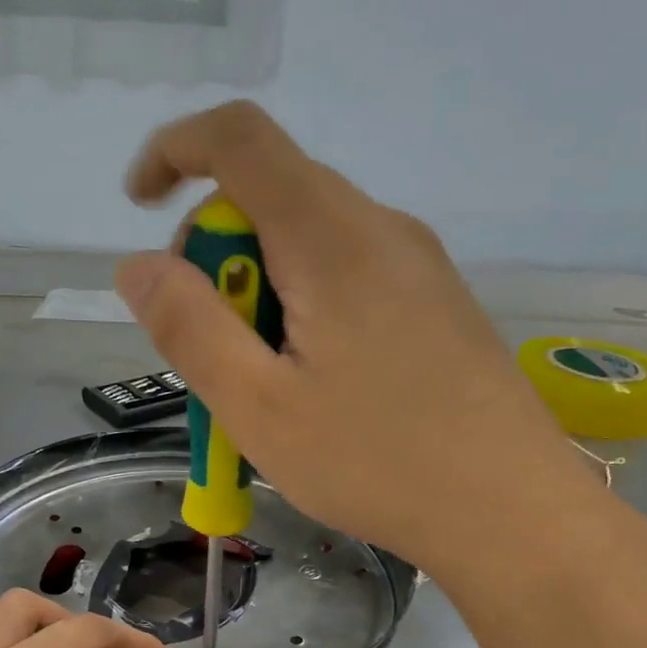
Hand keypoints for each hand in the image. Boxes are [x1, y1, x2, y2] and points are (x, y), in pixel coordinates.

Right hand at [115, 101, 601, 572]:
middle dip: (219, 258)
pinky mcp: (439, 304)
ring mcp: (420, 265)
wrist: (509, 509)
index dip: (175, 151)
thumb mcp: (259, 408)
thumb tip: (137, 266)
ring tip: (268, 388)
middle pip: (274, 197)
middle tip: (214, 353)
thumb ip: (190, 329)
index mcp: (331, 237)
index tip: (140, 208)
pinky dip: (308, 312)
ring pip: (312, 245)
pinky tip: (319, 389)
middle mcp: (381, 228)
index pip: (239, 138)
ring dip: (264, 295)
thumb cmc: (375, 463)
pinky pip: (352, 278)